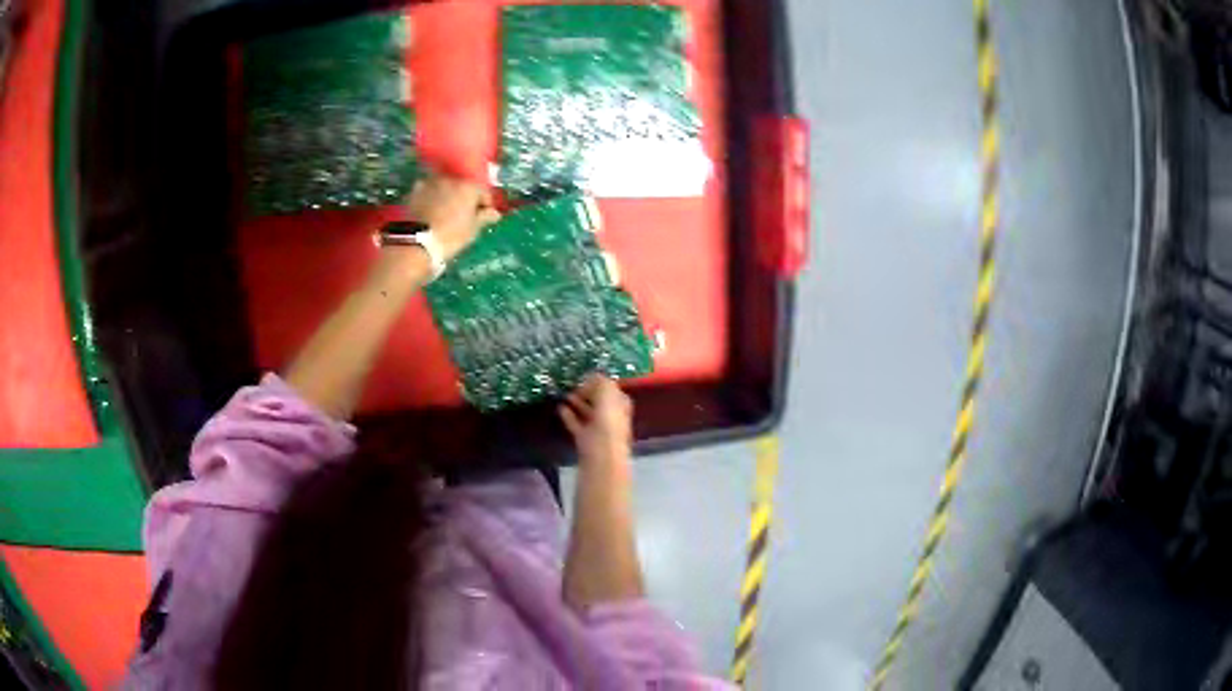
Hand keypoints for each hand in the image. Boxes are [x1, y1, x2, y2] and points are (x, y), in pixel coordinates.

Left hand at [405, 175, 499, 260]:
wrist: (415, 244)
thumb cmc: (450, 237)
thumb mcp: (472, 230)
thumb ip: (484, 217)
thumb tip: (494, 213)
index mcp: (468, 187)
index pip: (482, 191)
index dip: (485, 204)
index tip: (484, 216)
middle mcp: (449, 179)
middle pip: (461, 187)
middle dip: (463, 198)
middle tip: (463, 215)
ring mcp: (429, 184)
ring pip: (443, 188)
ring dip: (446, 197)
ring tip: (444, 214)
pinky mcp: (413, 192)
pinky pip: (427, 194)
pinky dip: (430, 200)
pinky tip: (429, 214)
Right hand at [559, 374, 632, 464]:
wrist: (601, 457)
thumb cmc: (608, 423)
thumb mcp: (607, 394)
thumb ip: (600, 382)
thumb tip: (592, 377)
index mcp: (621, 405)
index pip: (611, 389)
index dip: (599, 382)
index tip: (584, 376)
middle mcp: (612, 417)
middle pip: (599, 401)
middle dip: (586, 392)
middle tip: (571, 383)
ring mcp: (599, 430)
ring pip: (587, 412)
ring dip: (576, 402)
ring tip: (563, 393)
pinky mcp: (586, 440)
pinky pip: (576, 424)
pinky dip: (569, 416)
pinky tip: (559, 408)